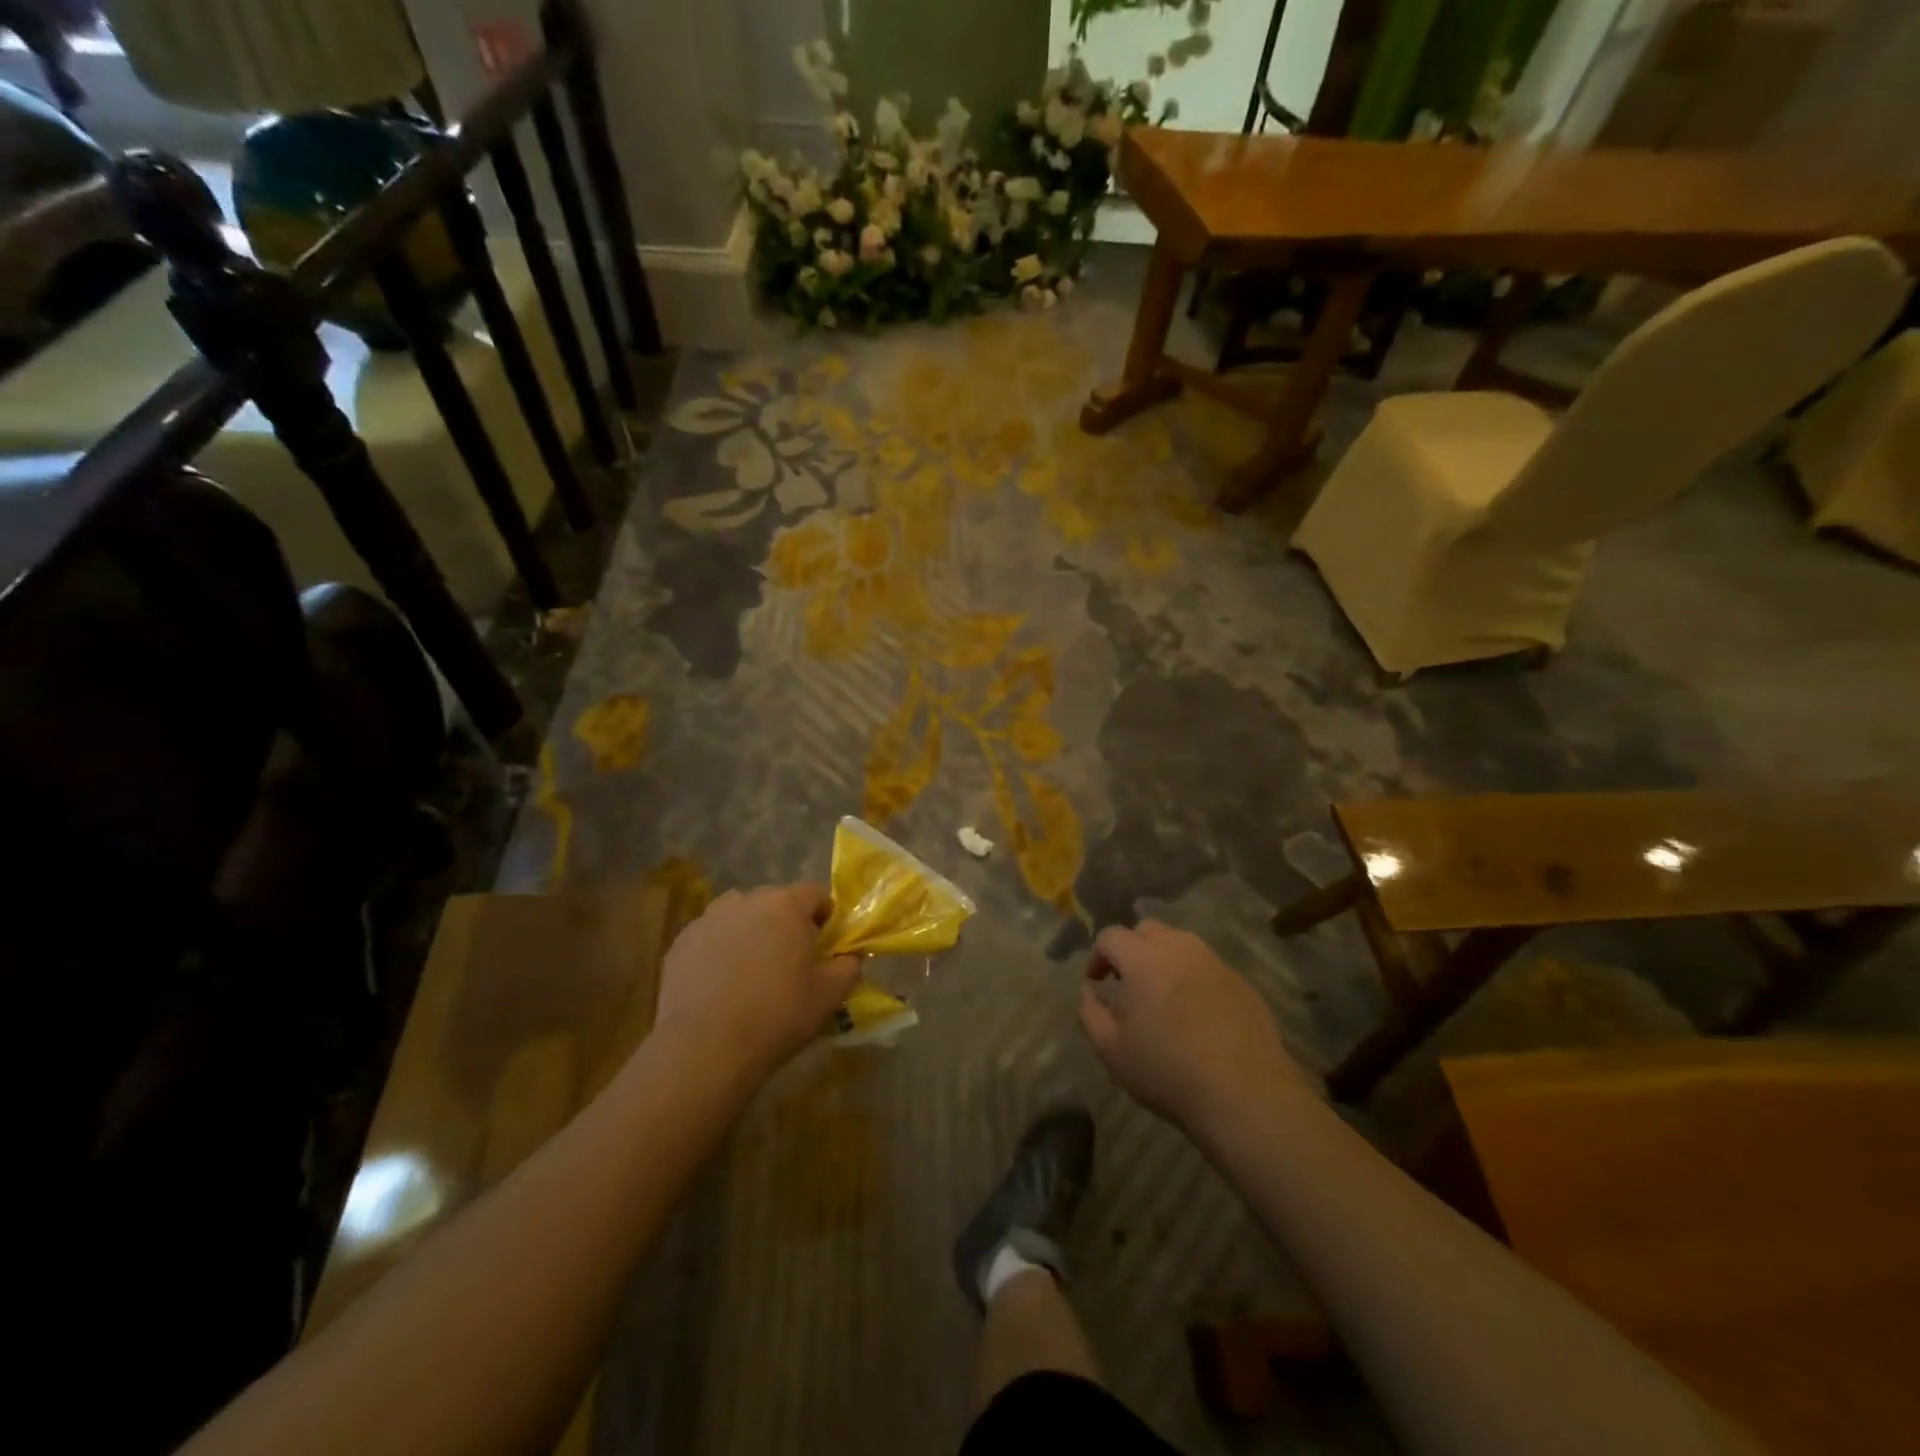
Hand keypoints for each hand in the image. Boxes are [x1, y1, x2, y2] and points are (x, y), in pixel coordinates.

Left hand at [653, 883, 860, 1083]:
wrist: (705, 1048)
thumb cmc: (777, 1015)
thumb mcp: (830, 995)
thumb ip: (849, 966)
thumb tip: (849, 956)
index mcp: (786, 905)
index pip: (815, 894)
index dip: (825, 917)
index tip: (824, 946)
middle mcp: (746, 900)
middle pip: (775, 902)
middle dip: (786, 924)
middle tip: (789, 962)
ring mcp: (709, 919)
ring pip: (740, 916)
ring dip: (751, 933)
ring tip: (751, 972)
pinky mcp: (681, 942)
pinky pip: (711, 937)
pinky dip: (720, 951)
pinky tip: (720, 985)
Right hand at [1078, 920, 1302, 1131]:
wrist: (1243, 1092)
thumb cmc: (1167, 1071)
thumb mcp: (1112, 1050)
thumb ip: (1090, 1013)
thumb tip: (1087, 991)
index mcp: (1142, 960)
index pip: (1111, 936)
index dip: (1098, 955)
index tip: (1097, 982)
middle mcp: (1178, 949)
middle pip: (1147, 929)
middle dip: (1131, 948)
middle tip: (1128, 982)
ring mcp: (1214, 962)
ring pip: (1180, 943)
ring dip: (1163, 958)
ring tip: (1162, 994)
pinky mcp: (1241, 981)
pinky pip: (1207, 966)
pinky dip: (1193, 977)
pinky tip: (1195, 1012)